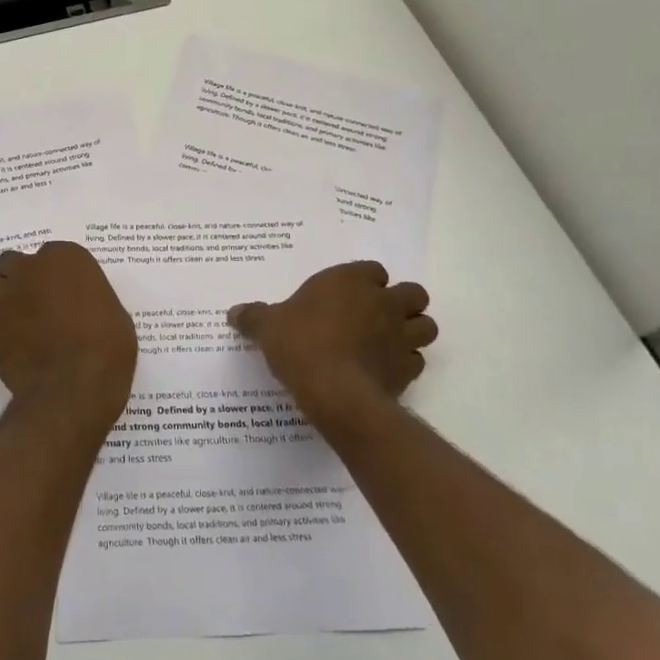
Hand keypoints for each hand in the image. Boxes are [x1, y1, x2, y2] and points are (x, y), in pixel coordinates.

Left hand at [0, 241, 136, 428]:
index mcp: (64, 258)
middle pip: (12, 263)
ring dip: (4, 300)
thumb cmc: (106, 347)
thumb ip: (88, 298)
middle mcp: (29, 270)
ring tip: (21, 324)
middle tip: (36, 302)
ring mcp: (5, 298)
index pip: (52, 254)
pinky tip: (17, 350)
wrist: (74, 387)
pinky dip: (1, 332)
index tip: (64, 291)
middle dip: (20, 278)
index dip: (55, 273)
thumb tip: (80, 306)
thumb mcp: (113, 313)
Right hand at [228, 263, 436, 428]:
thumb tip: (233, 312)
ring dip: (412, 331)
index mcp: (351, 281)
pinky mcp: (408, 370)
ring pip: (426, 326)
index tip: (347, 295)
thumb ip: (253, 316)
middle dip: (401, 302)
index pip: (373, 270)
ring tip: (388, 342)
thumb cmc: (299, 343)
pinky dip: (405, 364)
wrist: (333, 390)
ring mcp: (401, 336)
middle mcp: (383, 303)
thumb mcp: (267, 326)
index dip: (364, 281)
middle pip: (413, 293)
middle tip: (375, 316)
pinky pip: (416, 361)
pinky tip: (384, 371)